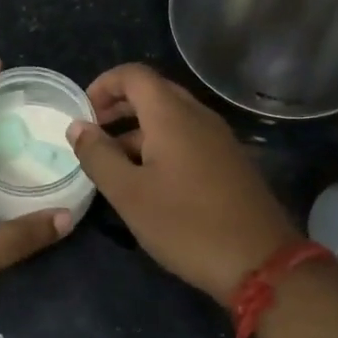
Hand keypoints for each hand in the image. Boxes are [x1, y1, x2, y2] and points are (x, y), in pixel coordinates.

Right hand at [67, 63, 298, 304]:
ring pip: (172, 117)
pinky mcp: (230, 161)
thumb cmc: (186, 224)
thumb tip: (77, 126)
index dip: (103, 85)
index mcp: (172, 115)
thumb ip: (98, 156)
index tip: (84, 113)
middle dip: (119, 106)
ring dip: (138, 129)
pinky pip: (189, 137)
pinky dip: (161, 145)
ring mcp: (219, 138)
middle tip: (94, 134)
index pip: (134, 74)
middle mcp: (198, 116)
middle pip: (153, 92)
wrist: (260, 262)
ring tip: (114, 164)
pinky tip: (150, 181)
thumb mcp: (129, 194)